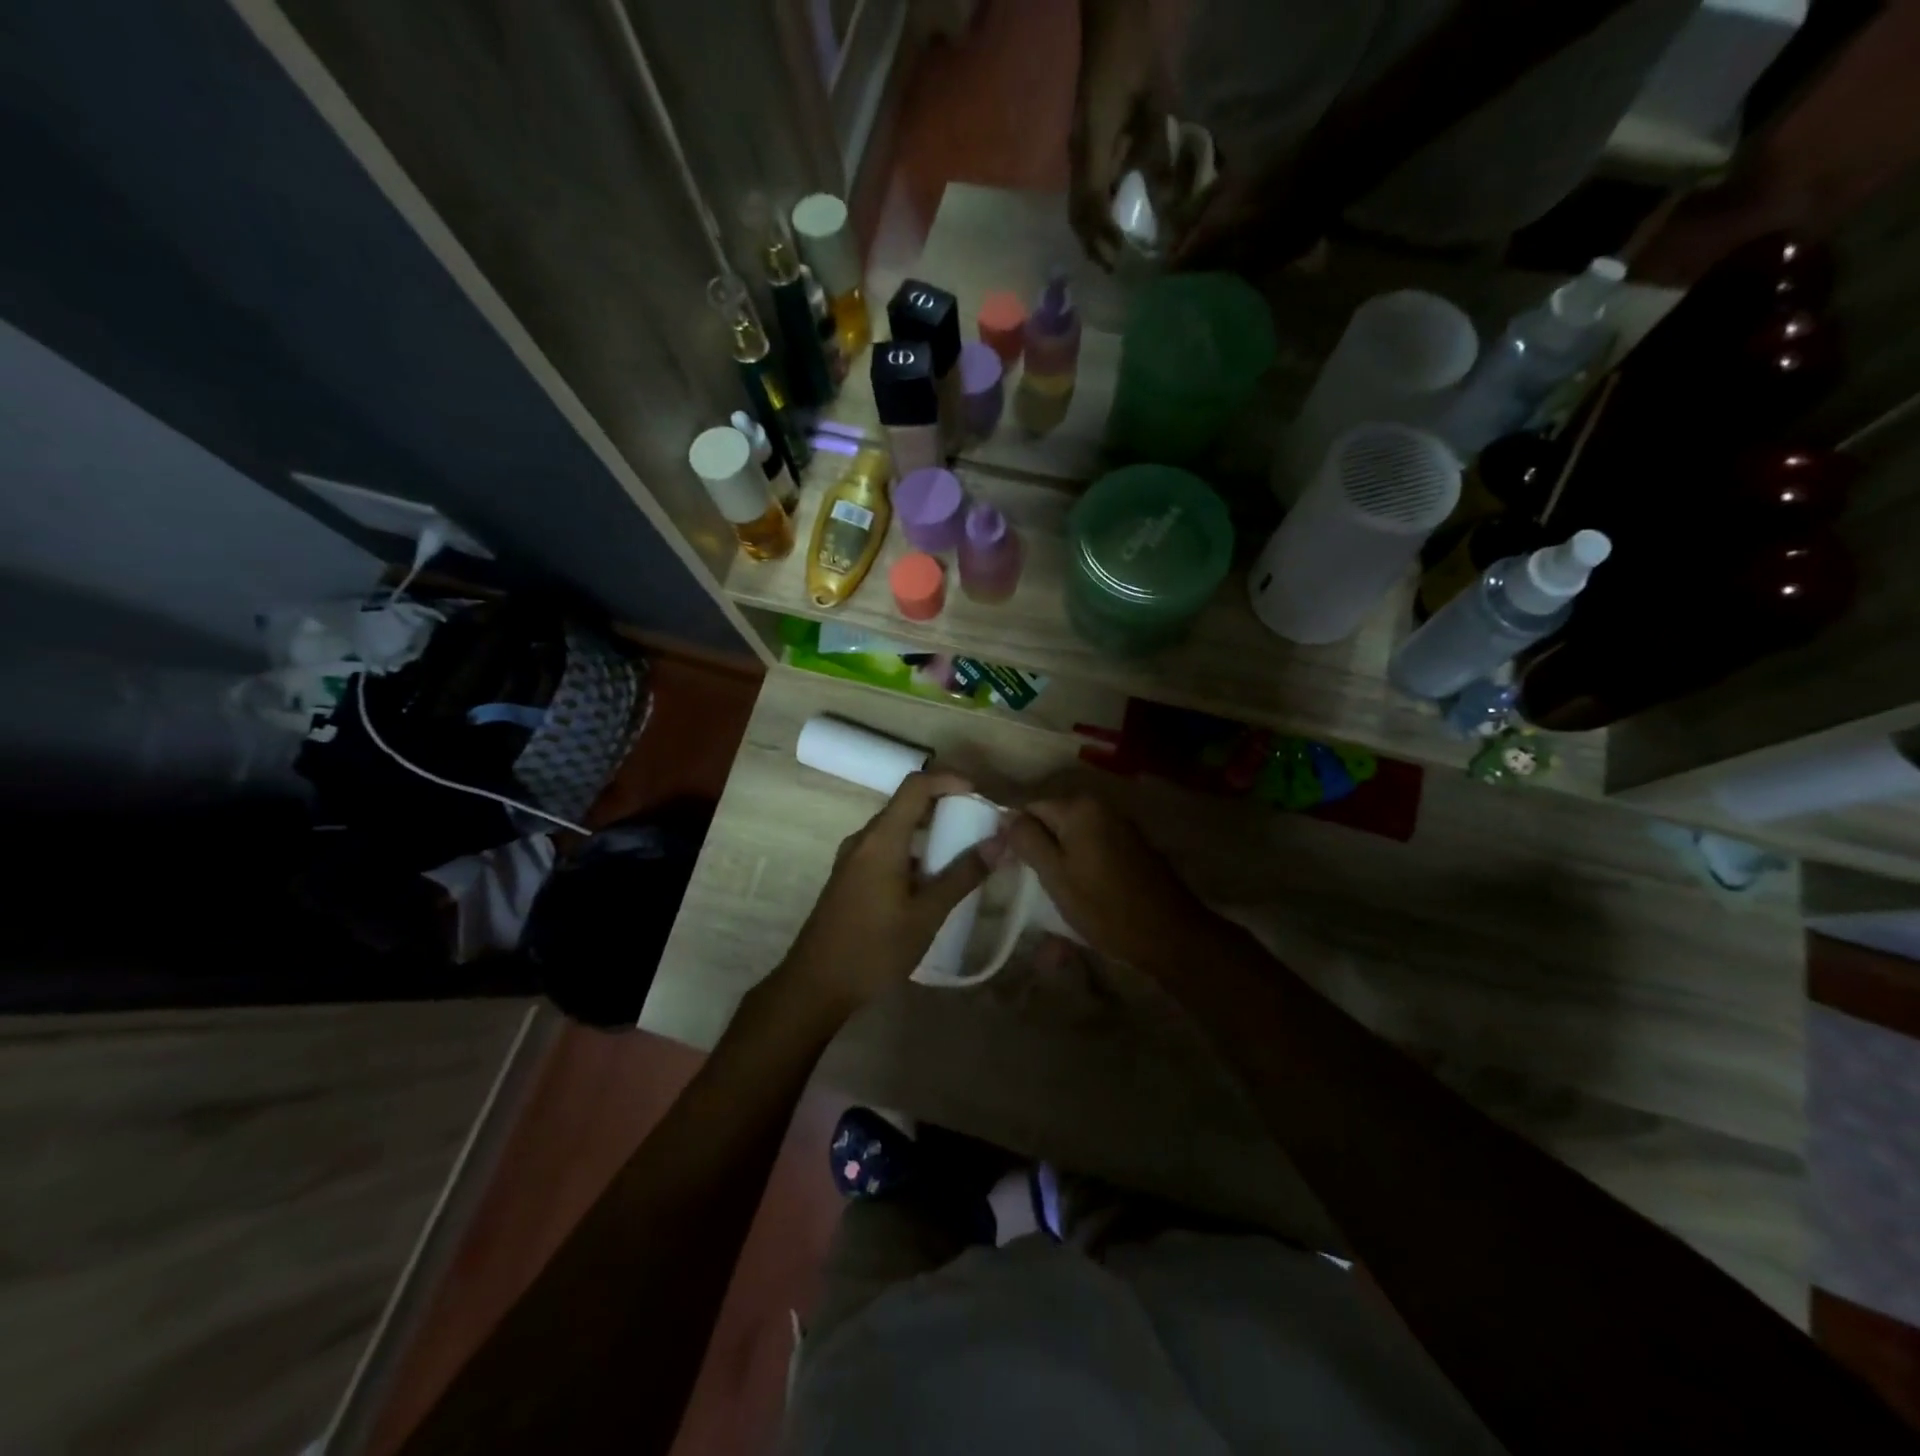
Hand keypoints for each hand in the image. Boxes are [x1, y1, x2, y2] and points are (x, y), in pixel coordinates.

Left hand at [776, 772, 992, 1017]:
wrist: (815, 986)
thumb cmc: (874, 949)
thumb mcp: (926, 915)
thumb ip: (962, 875)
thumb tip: (999, 842)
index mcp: (881, 840)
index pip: (915, 786)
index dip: (949, 780)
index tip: (979, 795)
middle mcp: (863, 840)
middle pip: (906, 804)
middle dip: (944, 806)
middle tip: (978, 825)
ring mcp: (852, 859)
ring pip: (895, 828)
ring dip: (929, 831)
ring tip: (961, 852)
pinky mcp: (849, 877)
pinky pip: (885, 848)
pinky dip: (912, 850)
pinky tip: (931, 879)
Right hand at [999, 795, 1222, 973]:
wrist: (1169, 934)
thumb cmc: (1105, 907)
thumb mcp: (1055, 875)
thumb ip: (1027, 840)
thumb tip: (1005, 816)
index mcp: (1079, 808)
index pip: (1030, 809)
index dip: (1015, 836)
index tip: (1009, 868)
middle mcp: (1101, 808)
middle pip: (1052, 822)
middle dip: (1038, 850)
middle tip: (1029, 886)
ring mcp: (1119, 826)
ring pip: (1072, 838)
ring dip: (1059, 862)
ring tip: (1052, 896)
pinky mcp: (1131, 847)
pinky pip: (1092, 849)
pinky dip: (1080, 867)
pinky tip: (1079, 895)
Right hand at [1068, 0, 1160, 270]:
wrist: (1110, 24)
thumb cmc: (1134, 60)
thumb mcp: (1156, 105)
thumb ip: (1160, 156)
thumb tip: (1168, 203)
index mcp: (1094, 148)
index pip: (1093, 205)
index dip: (1105, 235)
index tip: (1120, 257)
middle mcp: (1079, 158)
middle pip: (1078, 215)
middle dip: (1094, 244)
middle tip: (1113, 269)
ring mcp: (1078, 154)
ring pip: (1078, 207)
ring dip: (1092, 234)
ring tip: (1110, 255)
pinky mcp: (1083, 150)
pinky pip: (1085, 192)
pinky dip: (1095, 215)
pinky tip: (1110, 225)